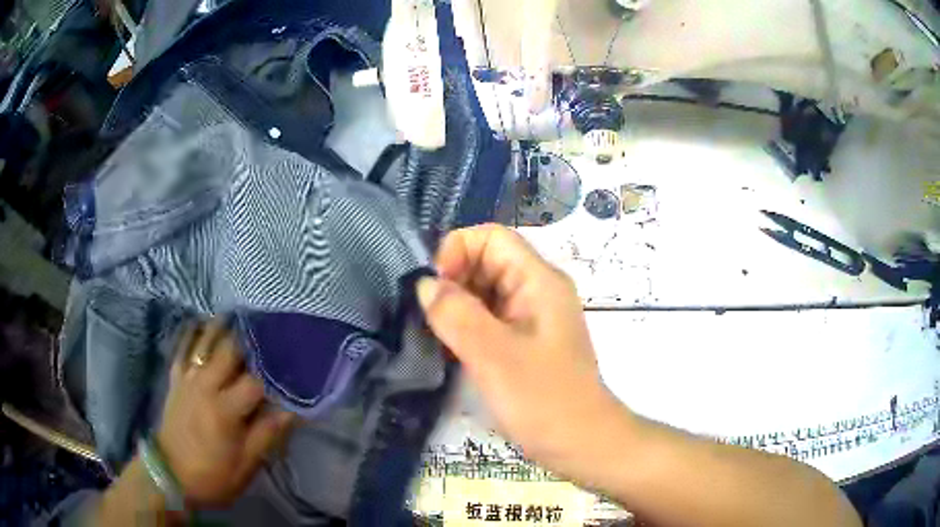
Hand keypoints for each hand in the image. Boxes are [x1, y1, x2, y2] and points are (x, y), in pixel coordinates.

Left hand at [157, 319, 294, 506]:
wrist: (171, 475)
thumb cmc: (212, 474)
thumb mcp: (245, 464)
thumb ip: (267, 434)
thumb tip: (293, 411)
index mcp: (225, 409)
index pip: (256, 381)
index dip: (276, 372)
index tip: (293, 363)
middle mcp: (205, 385)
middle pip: (230, 350)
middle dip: (250, 338)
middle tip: (269, 328)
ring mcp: (187, 378)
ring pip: (204, 341)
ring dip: (222, 326)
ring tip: (238, 313)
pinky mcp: (175, 379)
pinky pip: (182, 348)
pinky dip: (192, 332)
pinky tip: (200, 321)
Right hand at [416, 224, 624, 469]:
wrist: (582, 443)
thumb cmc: (544, 400)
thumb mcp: (494, 356)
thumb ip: (456, 314)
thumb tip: (425, 284)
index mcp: (539, 280)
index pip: (492, 237)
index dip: (457, 251)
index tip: (433, 289)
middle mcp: (538, 290)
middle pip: (487, 261)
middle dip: (453, 280)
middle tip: (430, 318)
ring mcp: (533, 316)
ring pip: (486, 291)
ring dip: (457, 305)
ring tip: (436, 334)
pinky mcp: (526, 341)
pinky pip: (491, 317)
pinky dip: (467, 325)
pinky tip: (452, 348)